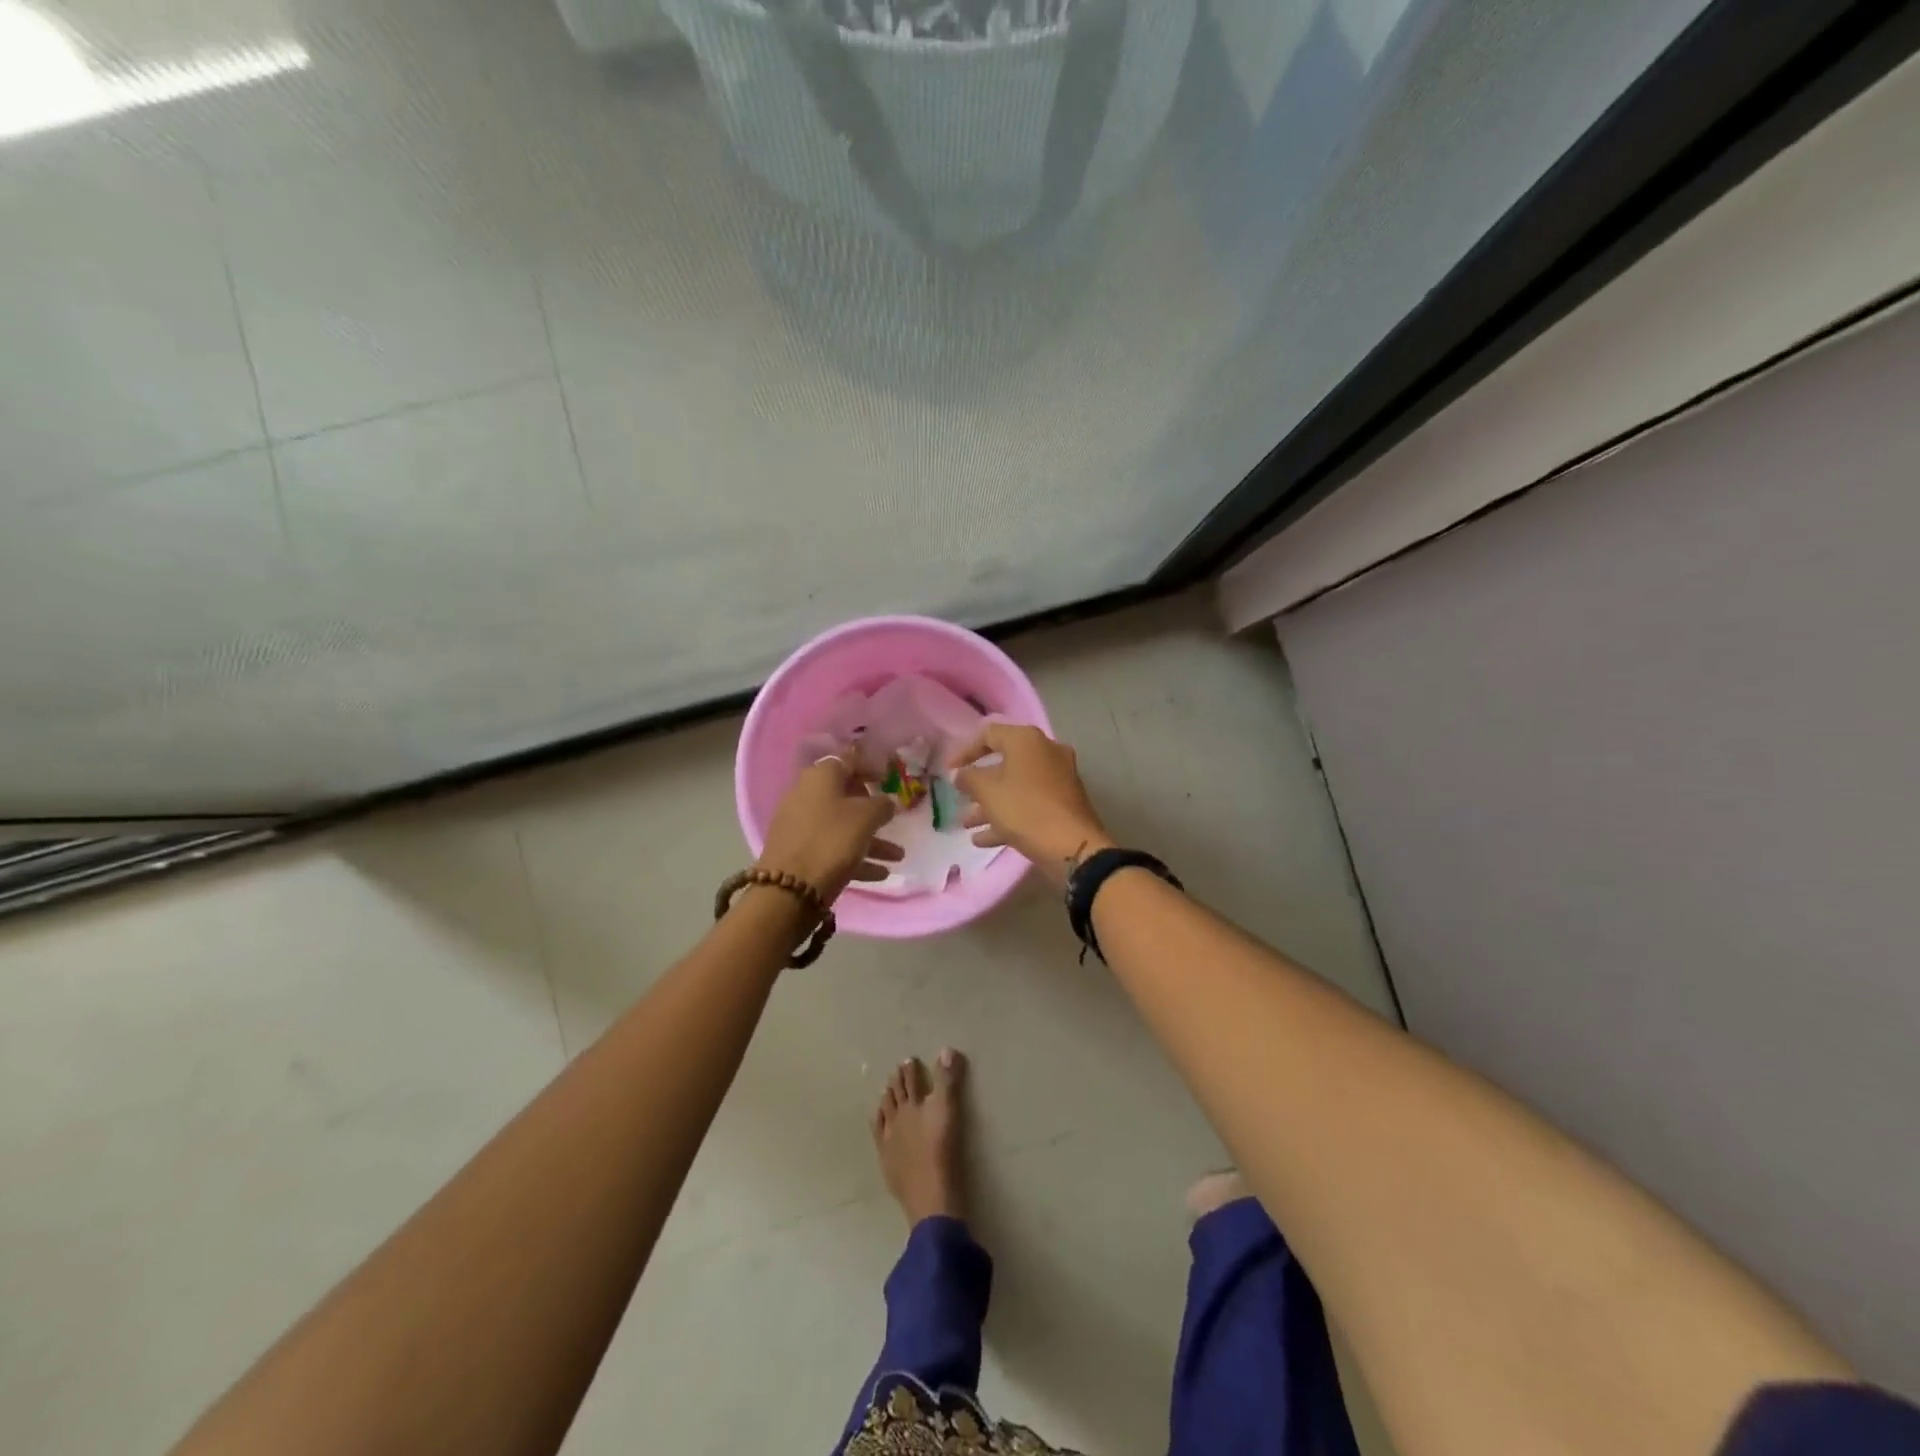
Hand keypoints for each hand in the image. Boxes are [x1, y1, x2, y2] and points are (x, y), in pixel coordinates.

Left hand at [757, 756, 902, 901]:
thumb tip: (887, 802)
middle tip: (890, 818)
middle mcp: (807, 795)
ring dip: (871, 840)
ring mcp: (800, 824)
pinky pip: (832, 848)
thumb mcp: (866, 817)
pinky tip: (880, 873)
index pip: (849, 760)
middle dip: (872, 810)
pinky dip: (855, 857)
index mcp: (821, 777)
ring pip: (842, 826)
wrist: (790, 887)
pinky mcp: (799, 851)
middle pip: (845, 795)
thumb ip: (882, 805)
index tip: (888, 777)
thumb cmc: (832, 840)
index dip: (870, 766)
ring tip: (898, 857)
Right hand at [949, 724, 1113, 886]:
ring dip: (989, 804)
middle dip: (978, 784)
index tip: (948, 770)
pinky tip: (983, 839)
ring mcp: (1058, 779)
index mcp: (1027, 740)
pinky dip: (1007, 817)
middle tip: (960, 797)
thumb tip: (960, 774)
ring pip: (1015, 787)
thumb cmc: (1024, 809)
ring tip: (966, 823)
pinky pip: (1028, 804)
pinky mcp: (1063, 803)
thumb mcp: (987, 791)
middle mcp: (1045, 752)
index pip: (988, 734)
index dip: (964, 751)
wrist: (1072, 846)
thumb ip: (968, 778)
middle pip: (1003, 762)